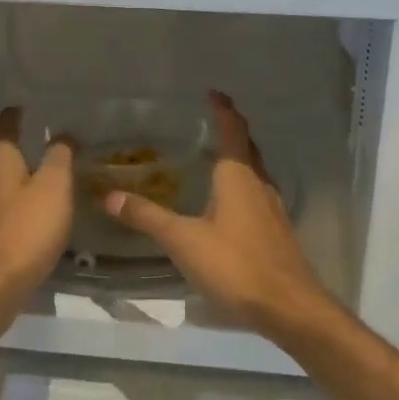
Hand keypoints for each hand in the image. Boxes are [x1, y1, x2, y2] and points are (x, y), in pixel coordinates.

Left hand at [0, 107, 74, 294]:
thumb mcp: (55, 187)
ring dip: (9, 173)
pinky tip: (22, 209)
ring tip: (32, 173)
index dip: (14, 116)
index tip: (23, 107)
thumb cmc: (27, 229)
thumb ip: (59, 156)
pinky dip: (7, 199)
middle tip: (32, 138)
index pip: (3, 127)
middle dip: (10, 144)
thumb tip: (62, 134)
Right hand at [100, 91, 334, 338]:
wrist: (288, 306)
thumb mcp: (184, 241)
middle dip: (231, 131)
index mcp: (238, 177)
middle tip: (209, 121)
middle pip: (247, 148)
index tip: (212, 93)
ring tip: (212, 158)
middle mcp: (259, 184)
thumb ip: (148, 217)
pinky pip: (256, 195)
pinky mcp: (276, 231)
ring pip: (253, 173)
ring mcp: (272, 209)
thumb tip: (110, 195)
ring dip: (237, 159)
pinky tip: (226, 205)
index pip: (233, 131)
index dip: (223, 109)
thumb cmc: (236, 265)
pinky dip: (240, 186)